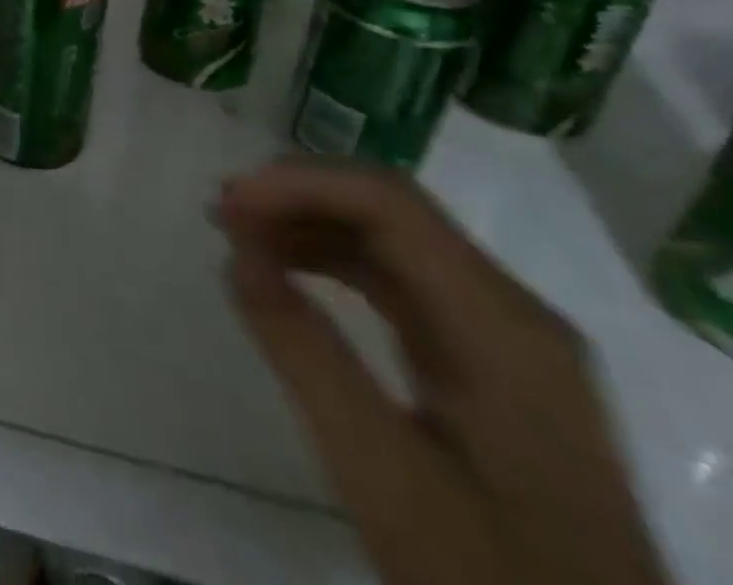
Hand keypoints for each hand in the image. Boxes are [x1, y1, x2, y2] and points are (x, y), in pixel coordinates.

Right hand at [217, 160, 669, 584]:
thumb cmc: (484, 569)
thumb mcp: (382, 469)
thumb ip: (304, 350)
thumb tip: (235, 251)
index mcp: (503, 326)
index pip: (390, 205)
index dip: (298, 186)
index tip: (226, 208)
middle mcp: (512, 312)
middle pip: (392, 209)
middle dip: (297, 195)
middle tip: (220, 211)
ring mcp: (505, 336)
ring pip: (391, 238)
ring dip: (308, 222)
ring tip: (235, 233)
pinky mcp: (486, 360)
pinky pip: (397, 278)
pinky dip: (331, 259)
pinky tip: (284, 269)